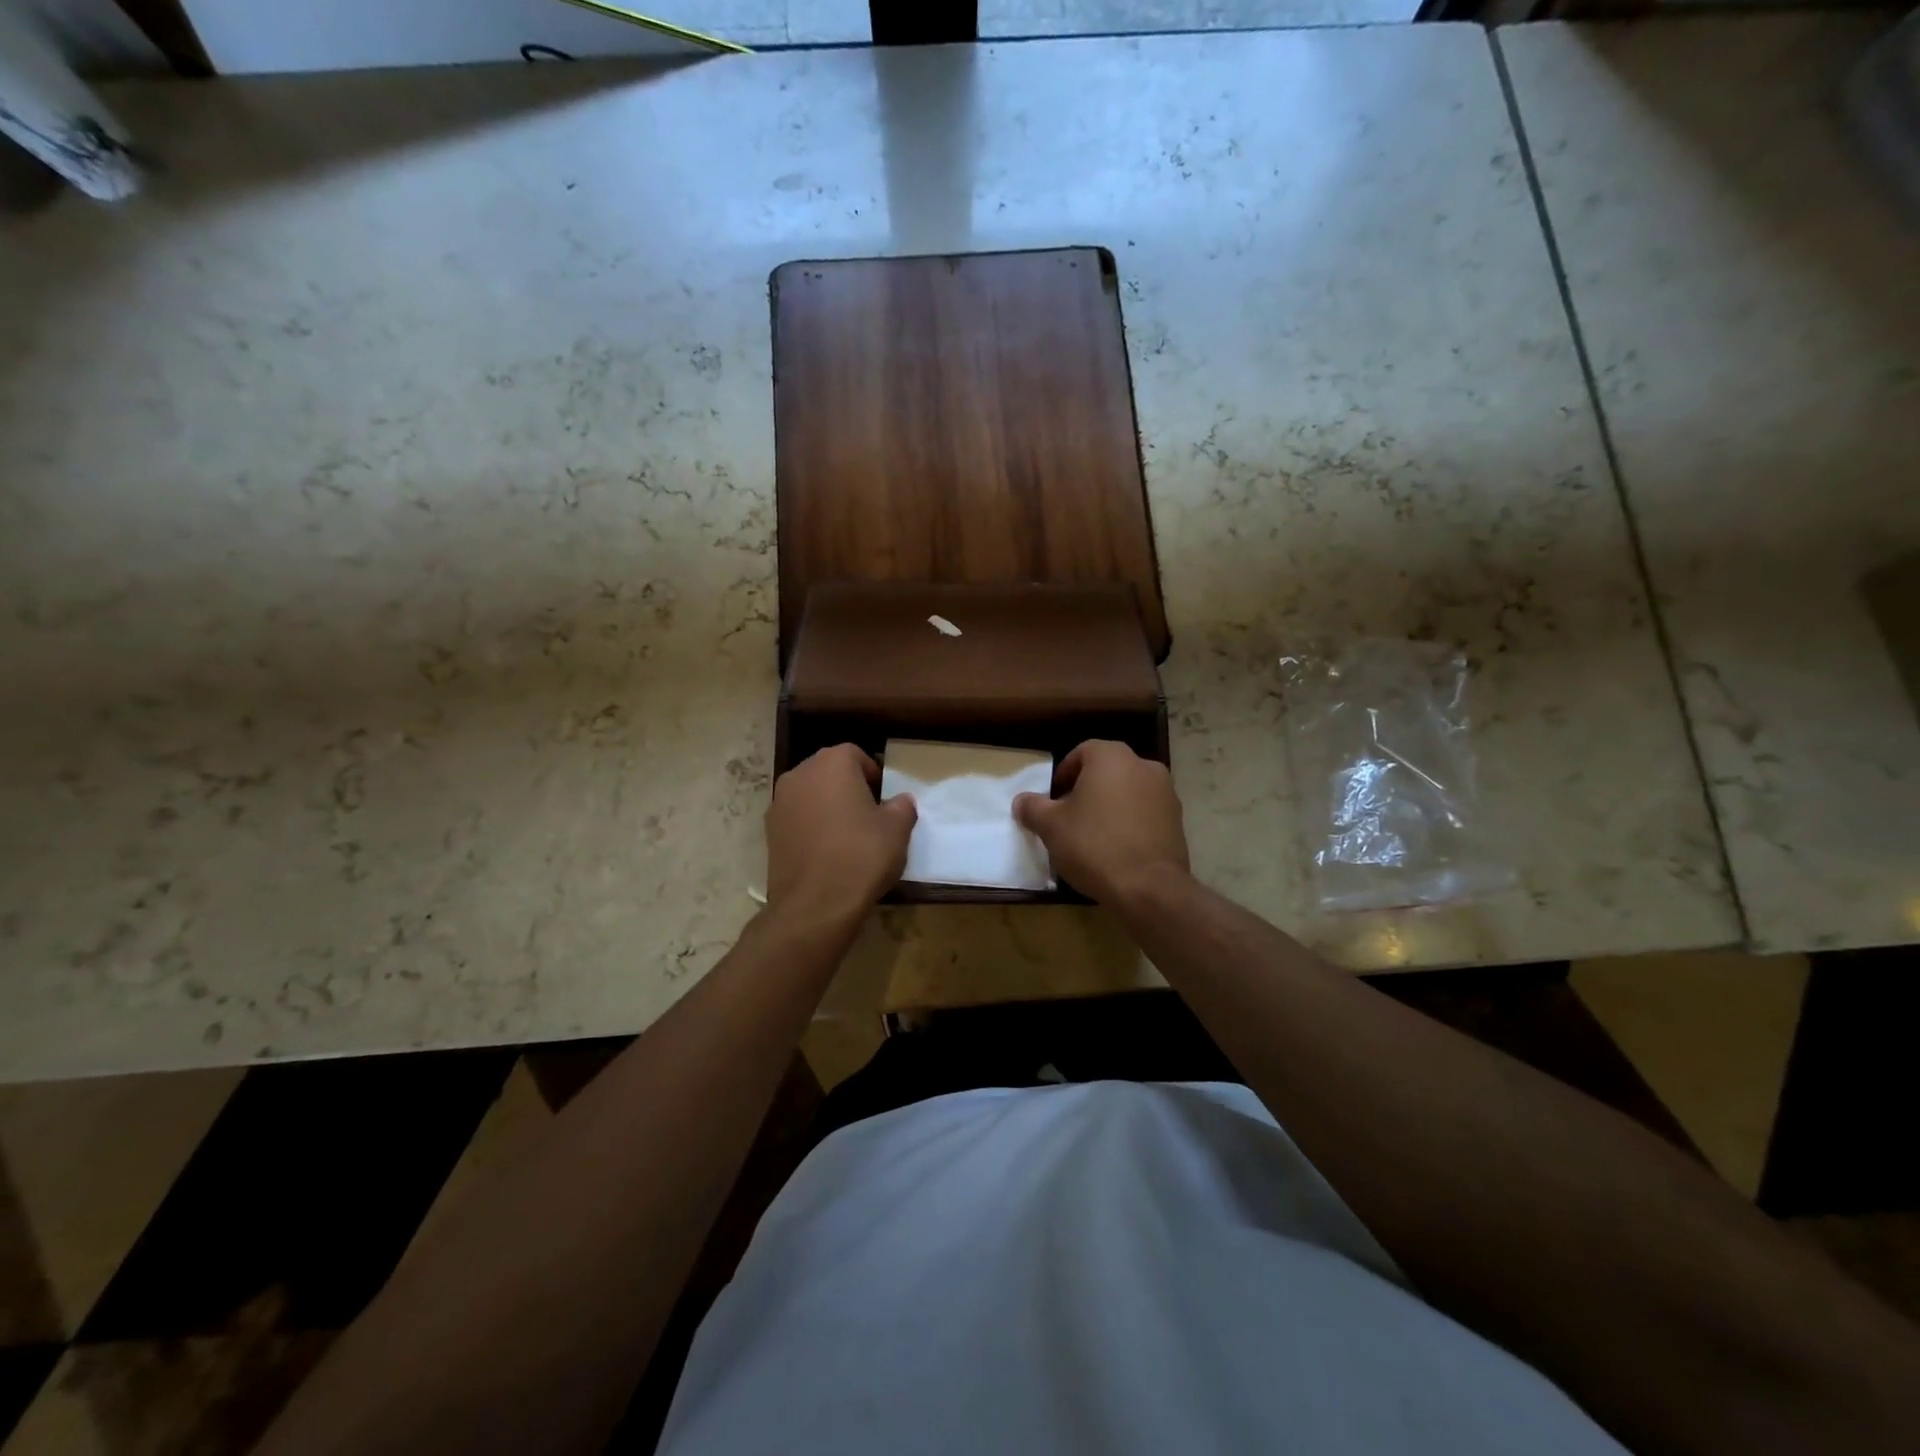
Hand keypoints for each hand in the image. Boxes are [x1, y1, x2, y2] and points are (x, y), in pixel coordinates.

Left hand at [765, 744, 916, 926]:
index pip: (856, 755)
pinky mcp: (769, 831)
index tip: (884, 800)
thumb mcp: (897, 829)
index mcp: (832, 763)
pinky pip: (797, 818)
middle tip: (869, 815)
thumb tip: (899, 801)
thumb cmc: (861, 856)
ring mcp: (779, 802)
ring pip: (811, 795)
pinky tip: (827, 852)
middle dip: (849, 787)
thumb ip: (902, 806)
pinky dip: (812, 827)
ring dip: (828, 806)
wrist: (815, 905)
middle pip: (829, 771)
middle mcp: (800, 773)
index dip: (873, 775)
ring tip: (847, 836)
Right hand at [1014, 740, 1189, 903]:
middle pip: (1107, 771)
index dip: (1063, 774)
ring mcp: (1166, 793)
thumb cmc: (1093, 845)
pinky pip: (1145, 813)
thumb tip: (1022, 801)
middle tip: (1069, 816)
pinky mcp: (1178, 820)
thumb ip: (1033, 808)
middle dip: (1087, 789)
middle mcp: (1143, 766)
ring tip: (1092, 835)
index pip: (1082, 752)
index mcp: (1112, 757)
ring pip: (1128, 791)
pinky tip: (1116, 848)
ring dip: (1110, 805)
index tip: (1053, 799)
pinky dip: (1130, 822)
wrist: (1148, 887)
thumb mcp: (1051, 826)